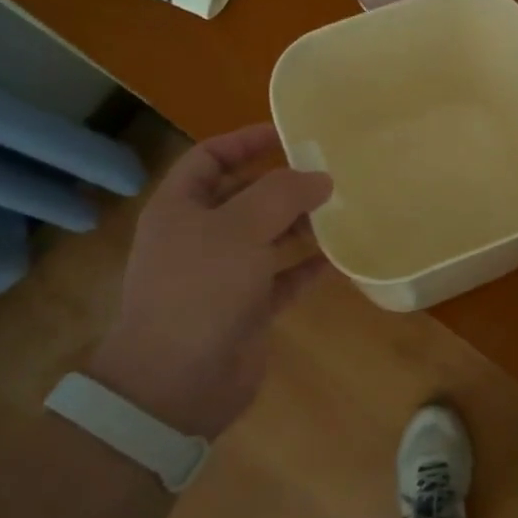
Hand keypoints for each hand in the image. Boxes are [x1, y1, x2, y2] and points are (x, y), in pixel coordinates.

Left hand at [88, 124, 332, 437]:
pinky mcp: (246, 309)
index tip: (288, 133)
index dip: (245, 141)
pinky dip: (307, 266)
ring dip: (300, 223)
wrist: (176, 384)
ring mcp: (222, 275)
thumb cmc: (200, 289)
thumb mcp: (240, 228)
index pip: (210, 158)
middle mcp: (199, 237)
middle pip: (243, 196)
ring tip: (342, 208)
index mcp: (179, 208)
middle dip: (282, 183)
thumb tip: (320, 178)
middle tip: (328, 171)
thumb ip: (283, 194)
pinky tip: (339, 256)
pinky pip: (282, 277)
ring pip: (266, 236)